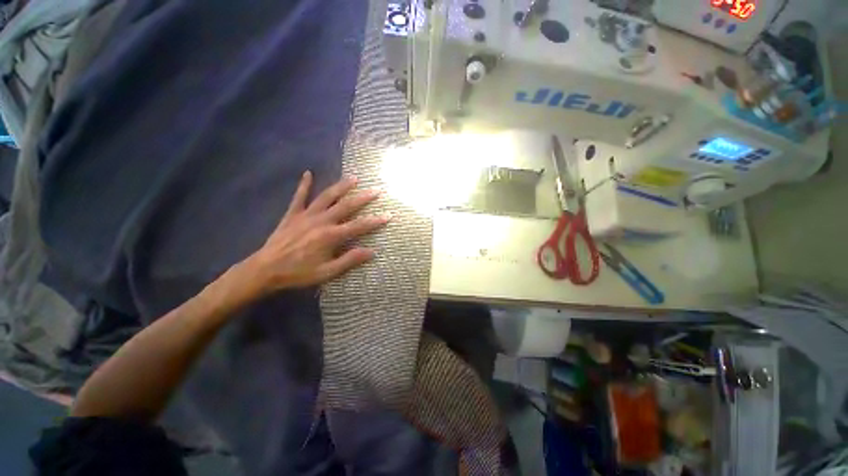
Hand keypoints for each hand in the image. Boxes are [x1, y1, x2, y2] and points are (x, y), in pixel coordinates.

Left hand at [248, 171, 388, 291]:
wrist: (266, 269)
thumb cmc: (299, 273)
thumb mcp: (328, 272)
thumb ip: (350, 260)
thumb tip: (372, 251)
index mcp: (331, 235)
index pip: (359, 225)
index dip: (375, 221)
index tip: (389, 215)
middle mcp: (322, 221)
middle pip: (346, 205)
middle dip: (363, 197)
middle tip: (376, 190)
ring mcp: (306, 215)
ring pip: (327, 196)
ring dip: (341, 186)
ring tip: (354, 178)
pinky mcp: (293, 214)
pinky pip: (299, 196)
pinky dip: (304, 185)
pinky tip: (308, 173)